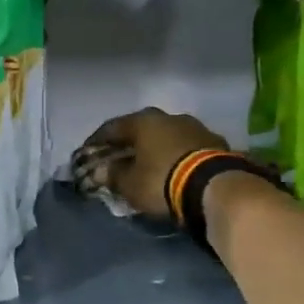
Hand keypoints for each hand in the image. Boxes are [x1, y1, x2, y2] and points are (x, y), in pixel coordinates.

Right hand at [80, 108, 227, 218]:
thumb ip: (111, 175)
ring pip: (166, 136)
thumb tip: (98, 171)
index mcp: (143, 121)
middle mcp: (168, 117)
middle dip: (128, 144)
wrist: (216, 187)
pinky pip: (186, 148)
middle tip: (118, 158)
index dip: (96, 141)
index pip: (111, 128)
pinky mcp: (215, 143)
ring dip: (154, 149)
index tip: (87, 153)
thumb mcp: (129, 184)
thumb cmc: (161, 181)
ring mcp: (195, 127)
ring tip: (147, 165)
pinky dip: (175, 156)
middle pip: (141, 129)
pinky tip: (172, 170)